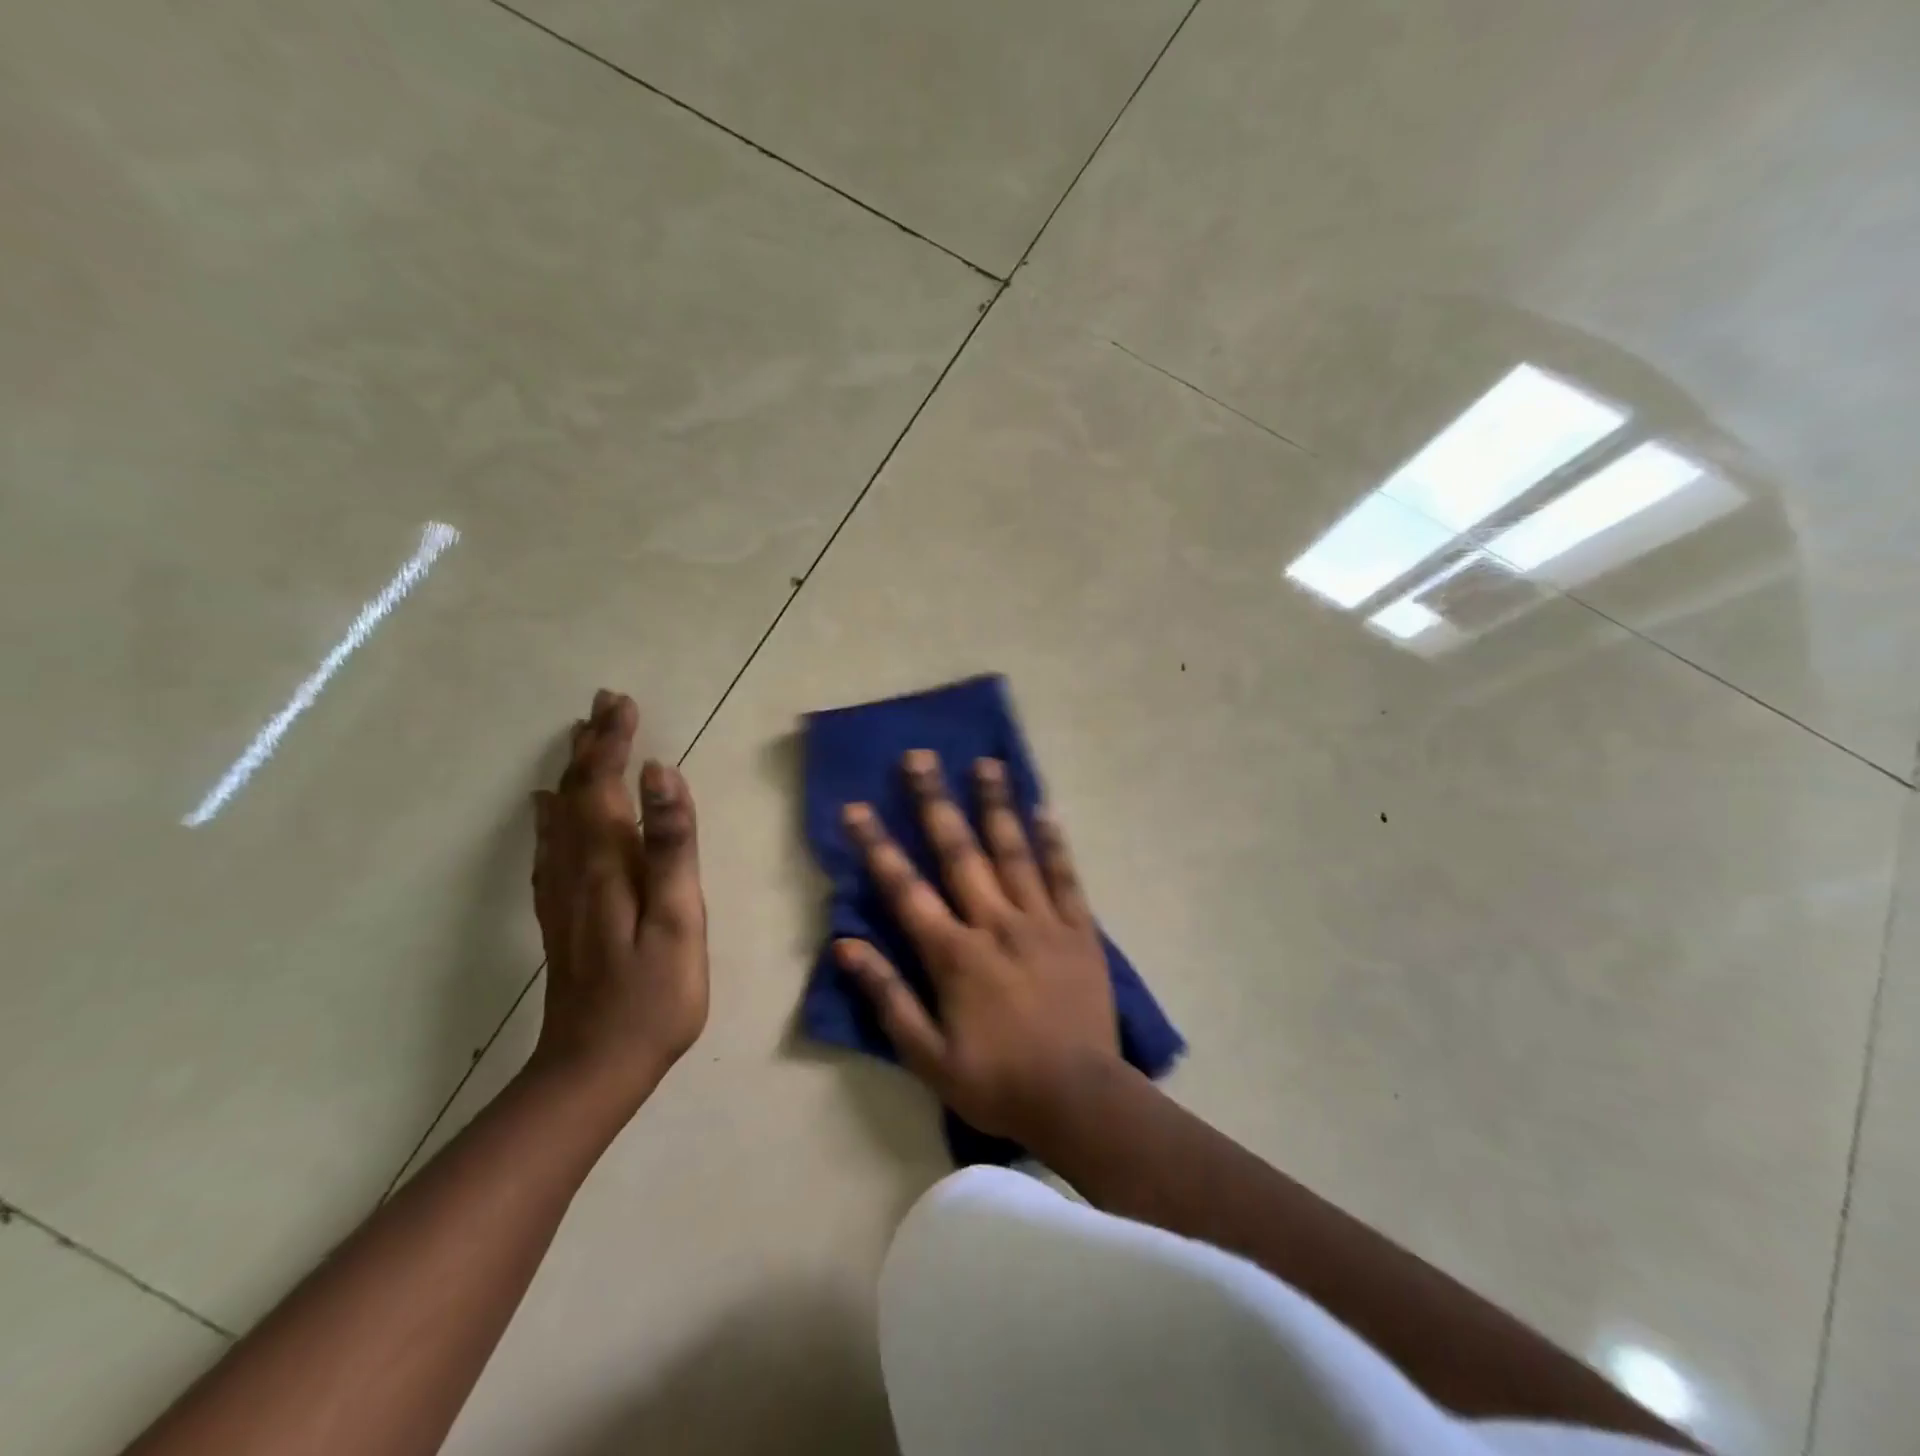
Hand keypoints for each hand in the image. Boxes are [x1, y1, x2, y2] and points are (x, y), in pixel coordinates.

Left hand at [530, 690, 706, 1110]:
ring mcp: (563, 894)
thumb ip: (671, 846)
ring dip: (574, 773)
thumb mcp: (678, 919)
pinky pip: (550, 849)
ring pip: (561, 817)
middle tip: (605, 705)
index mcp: (608, 864)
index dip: (614, 742)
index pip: (605, 786)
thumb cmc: (654, 995)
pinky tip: (547, 810)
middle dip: (593, 746)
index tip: (623, 703)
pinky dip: (551, 817)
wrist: (595, 1067)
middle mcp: (576, 869)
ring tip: (582, 740)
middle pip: (578, 794)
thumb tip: (662, 774)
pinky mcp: (562, 916)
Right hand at [835, 750, 1119, 1142]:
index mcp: (955, 954)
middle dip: (935, 802)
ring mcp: (1042, 921)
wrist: (1080, 1100)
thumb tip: (846, 946)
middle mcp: (996, 923)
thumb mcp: (928, 1055)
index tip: (857, 807)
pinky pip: (1066, 877)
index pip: (906, 889)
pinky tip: (1044, 810)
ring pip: (1014, 851)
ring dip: (996, 805)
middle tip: (920, 757)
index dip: (877, 846)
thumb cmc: (997, 1082)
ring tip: (987, 763)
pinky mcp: (1080, 930)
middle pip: (960, 852)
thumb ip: (888, 997)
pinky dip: (1054, 843)